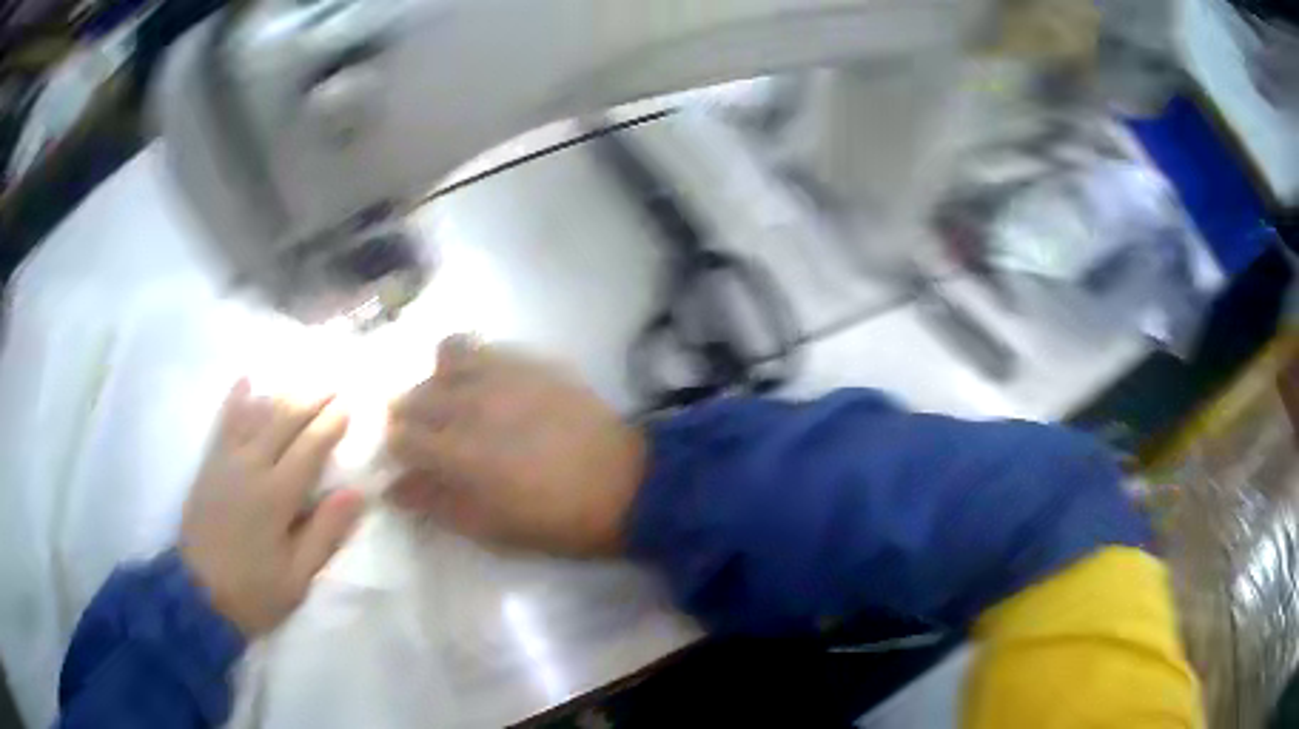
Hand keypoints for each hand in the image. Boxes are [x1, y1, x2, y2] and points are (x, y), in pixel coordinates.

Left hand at [180, 380, 364, 636]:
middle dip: (311, 399)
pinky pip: (224, 422)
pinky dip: (236, 399)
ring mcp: (226, 461)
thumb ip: (325, 533)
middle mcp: (251, 467)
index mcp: (276, 496)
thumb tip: (355, 494)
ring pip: (255, 415)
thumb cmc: (254, 592)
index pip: (309, 448)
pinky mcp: (209, 464)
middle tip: (333, 385)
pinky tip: (246, 381)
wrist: (198, 595)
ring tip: (303, 383)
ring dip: (281, 395)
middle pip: (283, 421)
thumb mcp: (298, 577)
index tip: (349, 405)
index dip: (330, 424)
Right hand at [386, 337, 645, 556]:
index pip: (399, 435)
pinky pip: (484, 346)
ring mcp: (503, 374)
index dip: (396, 450)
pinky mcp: (531, 361)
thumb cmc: (556, 520)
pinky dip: (471, 363)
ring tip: (453, 404)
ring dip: (437, 382)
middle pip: (414, 394)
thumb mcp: (490, 529)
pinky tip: (485, 386)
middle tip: (428, 439)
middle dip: (410, 417)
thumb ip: (435, 503)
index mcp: (458, 452)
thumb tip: (393, 487)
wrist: (627, 485)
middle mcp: (471, 402)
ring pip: (444, 357)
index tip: (407, 462)